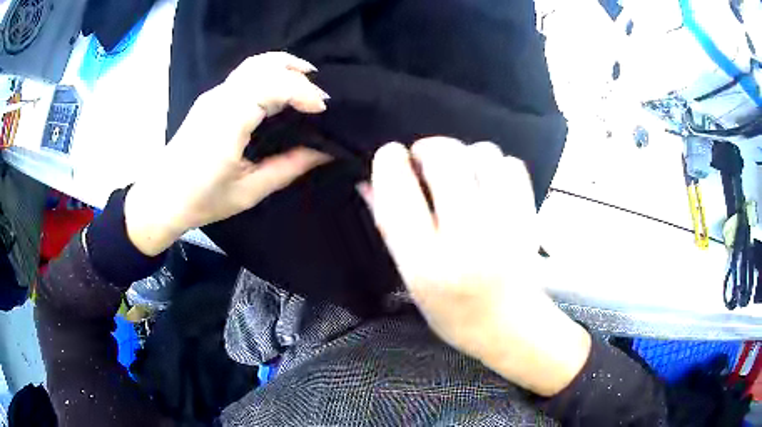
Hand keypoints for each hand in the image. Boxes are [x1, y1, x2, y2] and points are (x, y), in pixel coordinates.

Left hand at [125, 52, 331, 255]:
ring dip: (284, 67)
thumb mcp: (249, 191)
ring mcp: (213, 95)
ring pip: (254, 64)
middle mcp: (220, 99)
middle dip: (299, 75)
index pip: (272, 86)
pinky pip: (246, 73)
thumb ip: (288, 167)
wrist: (161, 198)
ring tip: (307, 81)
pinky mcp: (211, 98)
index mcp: (228, 122)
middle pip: (265, 66)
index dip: (303, 92)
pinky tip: (280, 89)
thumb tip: (325, 151)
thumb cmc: (202, 200)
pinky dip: (270, 73)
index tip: (323, 111)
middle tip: (319, 98)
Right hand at [361, 138, 590, 395]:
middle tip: (426, 163)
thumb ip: (388, 225)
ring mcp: (506, 225)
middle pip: (445, 157)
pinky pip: (511, 164)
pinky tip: (488, 184)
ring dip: (464, 156)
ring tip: (460, 176)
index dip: (389, 161)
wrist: (510, 326)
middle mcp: (467, 240)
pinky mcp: (530, 217)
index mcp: (427, 263)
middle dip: (428, 148)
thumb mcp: (410, 276)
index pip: (398, 193)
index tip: (391, 155)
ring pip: (482, 153)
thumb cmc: (452, 310)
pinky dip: (495, 166)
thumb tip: (367, 180)